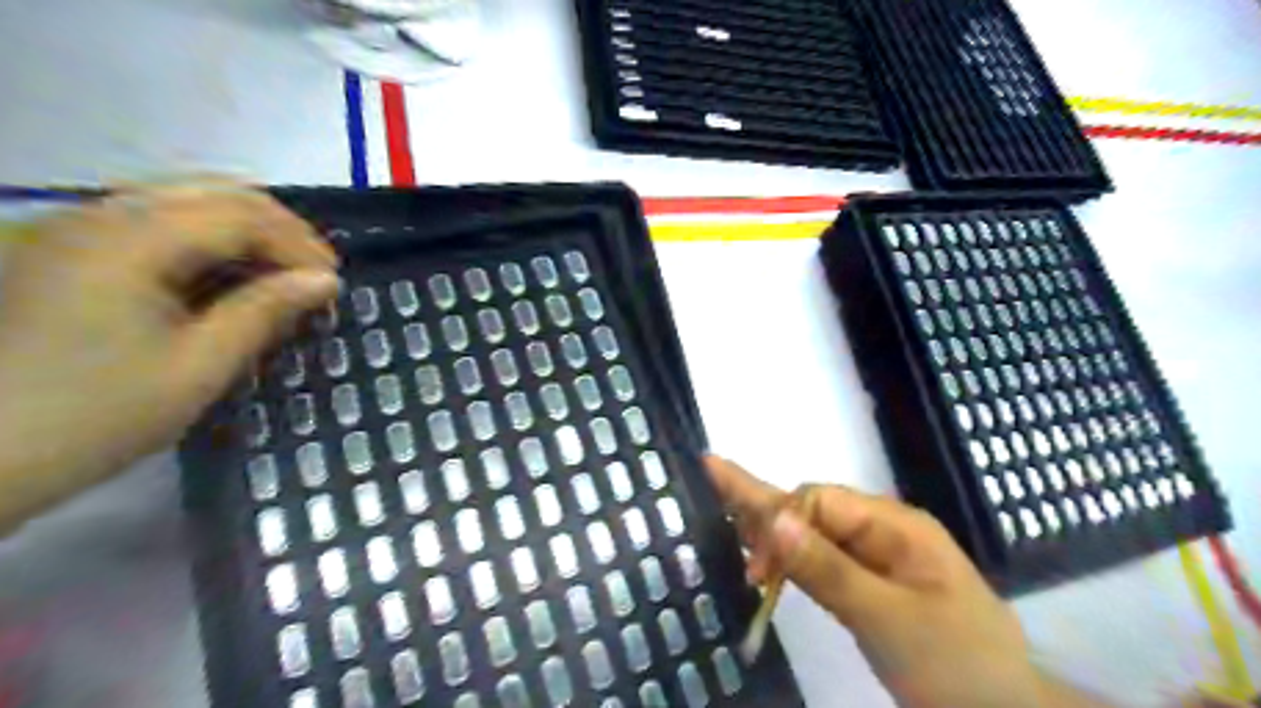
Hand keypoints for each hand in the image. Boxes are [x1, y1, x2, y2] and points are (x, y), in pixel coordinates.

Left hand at [0, 181, 340, 529]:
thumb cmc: (92, 417)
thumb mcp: (198, 368)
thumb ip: (266, 312)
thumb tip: (325, 282)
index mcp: (127, 240)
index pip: (240, 215)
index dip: (299, 245)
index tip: (333, 287)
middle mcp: (95, 215)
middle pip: (213, 192)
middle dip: (278, 229)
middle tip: (313, 275)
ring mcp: (70, 229)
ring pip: (183, 203)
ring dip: (244, 233)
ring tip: (277, 278)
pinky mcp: (59, 251)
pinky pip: (152, 225)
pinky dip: (204, 244)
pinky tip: (223, 281)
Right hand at [707, 456, 1045, 707]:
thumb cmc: (954, 664)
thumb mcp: (886, 618)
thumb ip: (827, 568)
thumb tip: (772, 518)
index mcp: (894, 524)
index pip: (818, 500)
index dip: (779, 522)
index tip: (755, 571)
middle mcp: (883, 529)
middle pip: (813, 508)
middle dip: (769, 514)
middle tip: (716, 495)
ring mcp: (879, 557)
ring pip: (815, 532)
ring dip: (776, 534)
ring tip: (734, 527)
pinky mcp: (873, 584)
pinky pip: (825, 559)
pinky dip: (794, 560)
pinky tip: (770, 558)